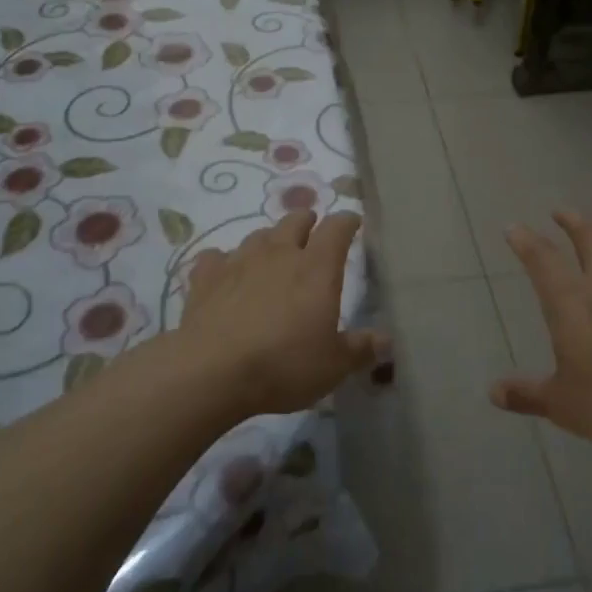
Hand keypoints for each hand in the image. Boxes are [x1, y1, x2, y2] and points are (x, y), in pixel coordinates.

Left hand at [176, 210, 382, 418]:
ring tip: (273, 254)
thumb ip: (360, 349)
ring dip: (270, 240)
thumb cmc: (283, 364)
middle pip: (295, 220)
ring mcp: (239, 261)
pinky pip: (215, 257)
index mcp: (316, 268)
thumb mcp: (332, 365)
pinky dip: (224, 261)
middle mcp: (279, 253)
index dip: (347, 222)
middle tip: (312, 233)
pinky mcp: (205, 278)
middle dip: (307, 222)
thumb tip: (385, 340)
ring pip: (258, 235)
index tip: (353, 223)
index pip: (337, 228)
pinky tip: (224, 273)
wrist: (211, 371)